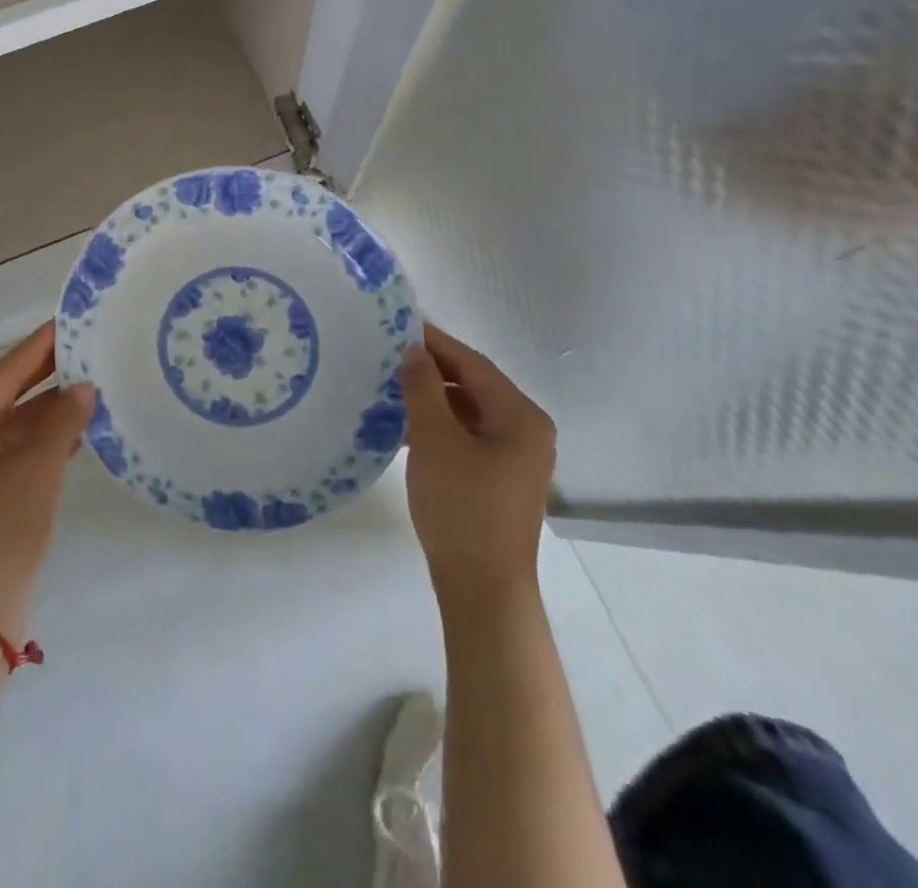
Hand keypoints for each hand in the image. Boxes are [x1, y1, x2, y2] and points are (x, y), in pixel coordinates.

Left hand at [0, 322, 94, 638]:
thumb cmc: (1, 528)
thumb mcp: (38, 467)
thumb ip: (63, 420)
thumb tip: (84, 388)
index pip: (4, 371)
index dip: (39, 346)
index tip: (69, 322)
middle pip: (5, 394)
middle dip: (46, 375)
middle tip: (87, 349)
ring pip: (12, 424)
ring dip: (49, 410)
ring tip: (93, 386)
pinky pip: (13, 450)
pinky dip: (42, 439)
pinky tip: (77, 430)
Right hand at [401, 323, 555, 608]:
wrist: (483, 591)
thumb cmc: (462, 508)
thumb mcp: (435, 440)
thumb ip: (424, 388)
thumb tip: (414, 351)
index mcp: (521, 416)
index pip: (473, 364)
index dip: (436, 343)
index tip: (400, 325)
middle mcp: (526, 431)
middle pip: (474, 386)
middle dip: (433, 370)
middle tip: (390, 356)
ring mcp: (516, 459)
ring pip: (469, 413)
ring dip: (433, 400)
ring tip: (391, 387)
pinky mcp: (500, 481)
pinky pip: (468, 438)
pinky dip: (440, 427)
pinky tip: (406, 427)